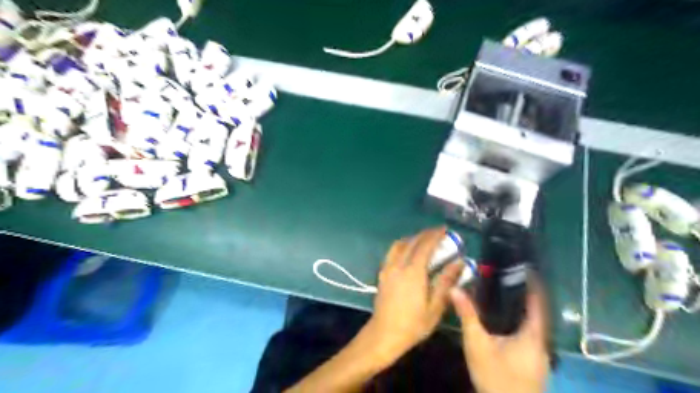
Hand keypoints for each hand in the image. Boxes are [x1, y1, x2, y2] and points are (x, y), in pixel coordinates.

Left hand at [367, 227, 462, 365]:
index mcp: (413, 271)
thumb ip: (446, 281)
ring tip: (424, 240)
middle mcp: (399, 264)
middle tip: (437, 232)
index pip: (425, 246)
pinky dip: (402, 245)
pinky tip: (408, 252)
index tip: (444, 229)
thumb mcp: (435, 306)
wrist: (384, 334)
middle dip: (425, 234)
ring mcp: (388, 268)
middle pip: (412, 242)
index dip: (435, 235)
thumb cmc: (413, 324)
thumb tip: (459, 262)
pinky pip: (392, 252)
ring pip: (399, 244)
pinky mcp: (382, 273)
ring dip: (412, 238)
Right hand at [454, 277, 552, 392]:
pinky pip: (530, 336)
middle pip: (537, 313)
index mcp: (532, 335)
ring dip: (522, 310)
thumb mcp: (477, 344)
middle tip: (505, 278)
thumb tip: (454, 289)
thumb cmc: (495, 377)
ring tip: (503, 295)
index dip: (533, 284)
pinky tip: (504, 323)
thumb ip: (467, 315)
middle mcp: (541, 343)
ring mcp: (540, 356)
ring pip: (533, 326)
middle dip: (524, 295)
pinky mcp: (535, 365)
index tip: (523, 267)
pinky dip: (520, 323)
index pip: (538, 302)